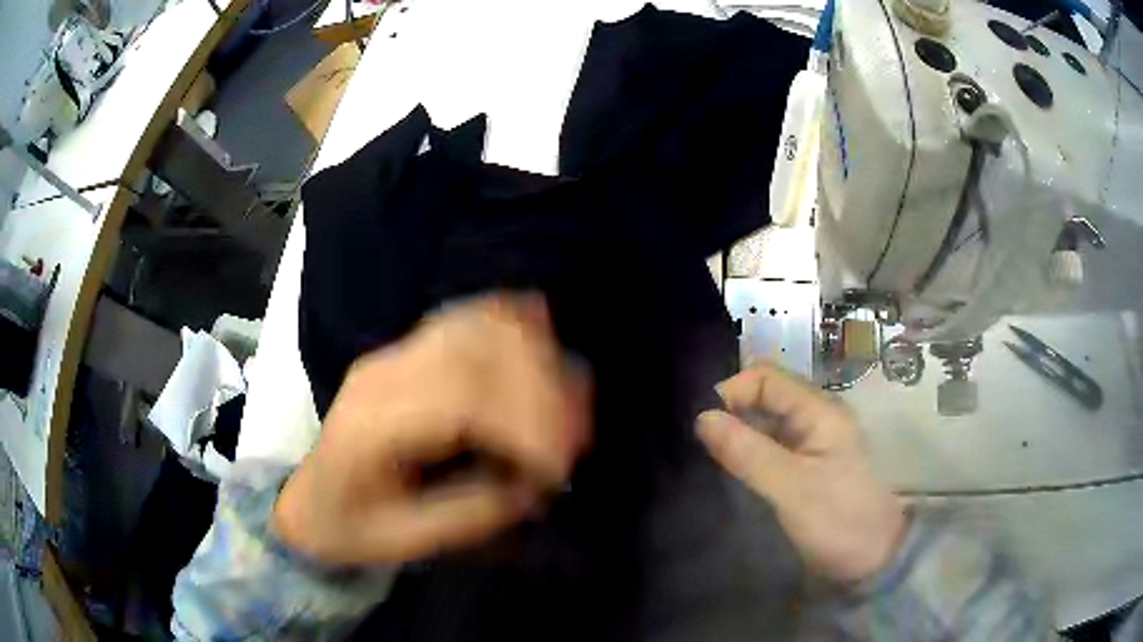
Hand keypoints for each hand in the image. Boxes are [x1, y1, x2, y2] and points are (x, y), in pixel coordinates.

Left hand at [273, 293, 589, 566]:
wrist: (310, 499)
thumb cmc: (352, 525)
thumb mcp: (406, 539)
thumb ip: (473, 511)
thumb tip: (536, 481)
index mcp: (372, 424)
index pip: (460, 398)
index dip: (524, 421)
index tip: (560, 465)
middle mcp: (384, 373)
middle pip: (475, 351)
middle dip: (541, 388)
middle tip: (578, 437)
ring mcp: (396, 354)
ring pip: (476, 325)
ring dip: (535, 354)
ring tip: (572, 397)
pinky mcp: (411, 351)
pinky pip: (467, 319)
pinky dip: (511, 323)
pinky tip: (542, 335)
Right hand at [696, 365, 905, 583]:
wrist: (874, 557)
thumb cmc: (838, 520)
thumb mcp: (791, 488)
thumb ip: (748, 452)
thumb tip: (702, 418)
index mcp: (819, 411)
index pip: (766, 378)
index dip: (732, 392)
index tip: (705, 428)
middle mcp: (817, 417)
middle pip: (766, 395)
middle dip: (732, 412)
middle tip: (705, 446)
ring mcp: (814, 441)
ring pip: (767, 421)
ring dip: (739, 433)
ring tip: (712, 458)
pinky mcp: (808, 465)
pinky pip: (772, 444)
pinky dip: (750, 451)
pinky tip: (734, 470)